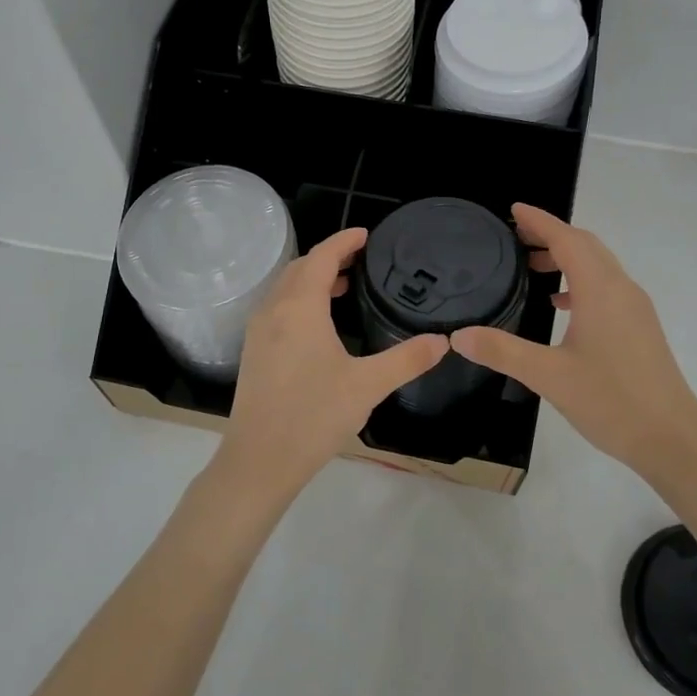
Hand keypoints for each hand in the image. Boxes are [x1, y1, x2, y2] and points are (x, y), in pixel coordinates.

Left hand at [220, 227, 448, 494]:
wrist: (260, 460)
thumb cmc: (314, 416)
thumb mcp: (368, 385)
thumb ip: (407, 359)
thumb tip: (443, 342)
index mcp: (299, 308)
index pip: (321, 257)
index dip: (344, 241)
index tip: (367, 235)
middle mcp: (273, 310)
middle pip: (300, 267)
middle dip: (329, 257)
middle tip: (360, 260)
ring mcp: (258, 331)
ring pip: (285, 288)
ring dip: (312, 278)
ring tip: (343, 287)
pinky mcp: (253, 352)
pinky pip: (277, 308)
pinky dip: (299, 299)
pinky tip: (319, 325)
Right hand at [450, 204, 696, 483]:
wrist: (673, 439)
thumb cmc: (612, 401)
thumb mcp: (549, 376)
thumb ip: (502, 351)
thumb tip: (458, 336)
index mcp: (601, 290)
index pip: (567, 239)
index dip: (540, 221)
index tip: (514, 210)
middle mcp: (621, 289)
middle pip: (586, 246)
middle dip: (552, 235)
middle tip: (516, 237)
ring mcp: (635, 309)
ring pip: (599, 266)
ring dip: (567, 258)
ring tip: (531, 268)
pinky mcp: (640, 327)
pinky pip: (607, 288)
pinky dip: (580, 282)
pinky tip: (561, 305)